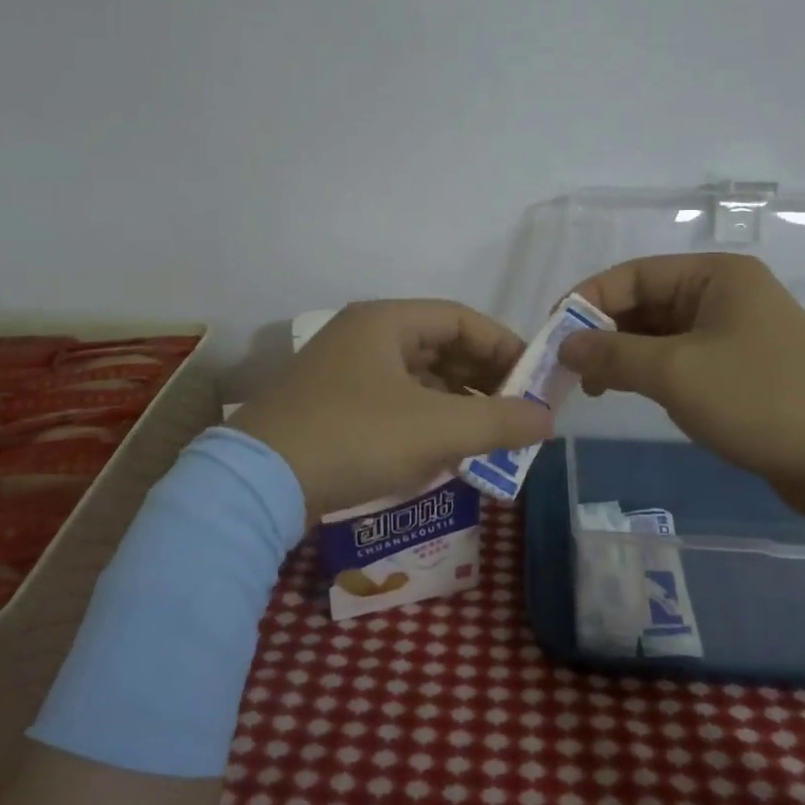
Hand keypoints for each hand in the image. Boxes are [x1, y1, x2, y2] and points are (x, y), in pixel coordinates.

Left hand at [229, 300, 552, 517]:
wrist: (257, 485)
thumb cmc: (355, 438)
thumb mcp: (436, 429)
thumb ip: (498, 421)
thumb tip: (547, 419)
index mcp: (386, 321)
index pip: (462, 319)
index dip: (504, 346)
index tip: (535, 380)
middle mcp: (364, 336)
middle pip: (440, 346)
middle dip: (483, 379)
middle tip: (517, 412)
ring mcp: (344, 372)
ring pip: (418, 378)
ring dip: (457, 403)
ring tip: (490, 436)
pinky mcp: (332, 407)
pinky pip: (395, 402)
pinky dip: (426, 420)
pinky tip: (447, 451)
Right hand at [558, 253, 804, 523]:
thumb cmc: (759, 400)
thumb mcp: (675, 373)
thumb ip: (612, 354)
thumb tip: (564, 345)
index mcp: (715, 275)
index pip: (632, 275)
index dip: (587, 300)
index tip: (552, 335)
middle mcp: (725, 293)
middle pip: (645, 302)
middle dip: (602, 332)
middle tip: (566, 368)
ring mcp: (736, 331)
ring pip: (660, 333)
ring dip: (623, 355)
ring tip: (591, 386)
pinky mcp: (741, 367)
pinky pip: (680, 357)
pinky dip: (649, 372)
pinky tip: (627, 392)